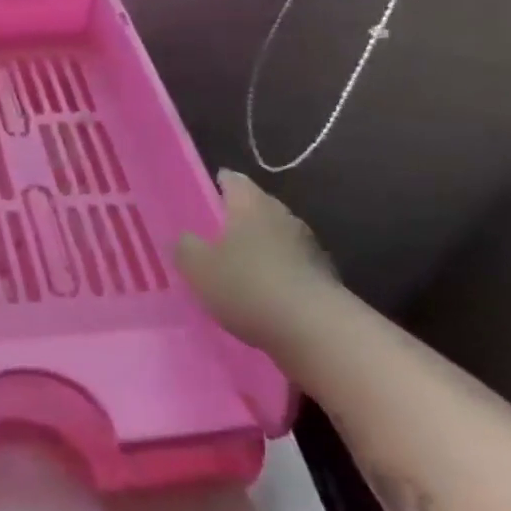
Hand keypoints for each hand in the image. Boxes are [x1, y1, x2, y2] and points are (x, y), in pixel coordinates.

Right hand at [176, 170, 337, 352]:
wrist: (316, 329)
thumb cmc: (248, 286)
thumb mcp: (198, 268)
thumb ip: (185, 247)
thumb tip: (186, 237)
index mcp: (250, 204)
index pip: (233, 180)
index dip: (219, 182)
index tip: (208, 190)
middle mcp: (282, 215)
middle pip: (258, 207)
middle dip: (239, 217)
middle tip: (217, 232)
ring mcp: (308, 245)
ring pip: (276, 236)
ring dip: (261, 246)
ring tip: (240, 265)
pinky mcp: (324, 276)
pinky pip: (292, 265)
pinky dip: (278, 272)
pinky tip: (265, 292)